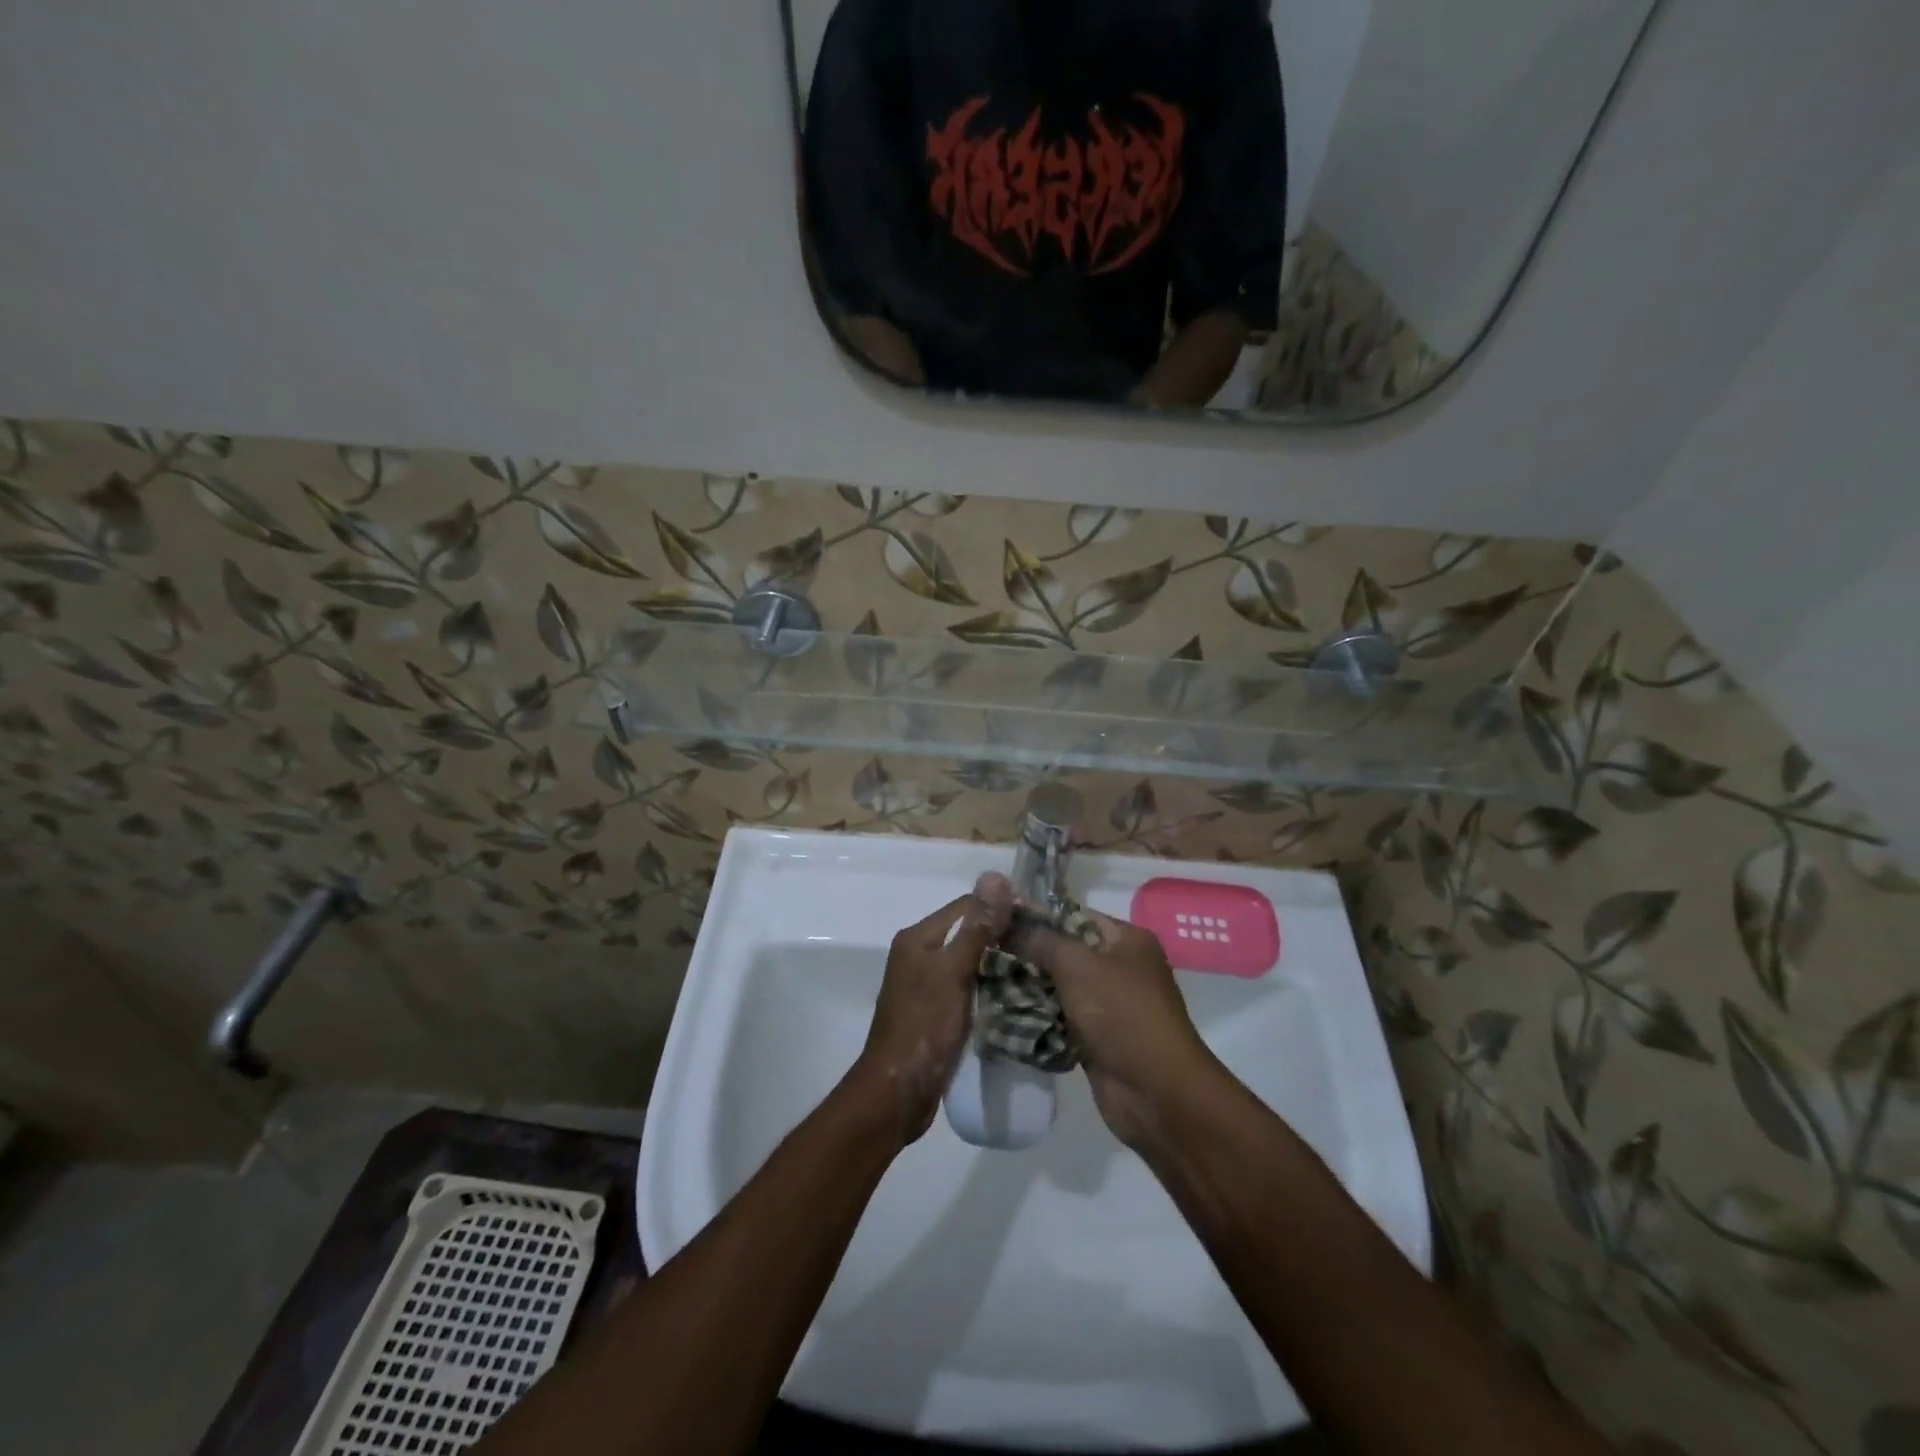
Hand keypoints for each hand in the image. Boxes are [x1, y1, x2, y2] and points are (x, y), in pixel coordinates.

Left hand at [851, 871, 1012, 1145]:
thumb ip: (977, 928)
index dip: (1001, 908)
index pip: (966, 906)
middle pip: (969, 933)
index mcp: (919, 938)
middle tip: (1044, 947)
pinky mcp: (937, 1012)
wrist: (897, 1092)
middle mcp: (920, 955)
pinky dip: (990, 988)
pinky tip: (1018, 997)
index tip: (1039, 920)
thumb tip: (996, 876)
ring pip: (971, 962)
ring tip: (1039, 970)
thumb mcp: (954, 972)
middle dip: (1003, 937)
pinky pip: (968, 988)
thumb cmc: (924, 1026)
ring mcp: (927, 985)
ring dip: (999, 964)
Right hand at [1010, 909, 1216, 1147]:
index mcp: (1127, 940)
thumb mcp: (1077, 965)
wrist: (1155, 1091)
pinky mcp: (1097, 1039)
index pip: (1075, 916)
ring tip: (988, 983)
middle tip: (988, 953)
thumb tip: (1011, 926)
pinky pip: (1061, 1021)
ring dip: (1029, 990)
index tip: (999, 921)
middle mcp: (1121, 967)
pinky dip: (1039, 1021)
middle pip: (1066, 953)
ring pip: (1060, 989)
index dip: (1039, 918)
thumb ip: (1041, 942)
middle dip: (1029, 956)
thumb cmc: (1120, 1013)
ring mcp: (1110, 1006)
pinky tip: (1004, 1016)